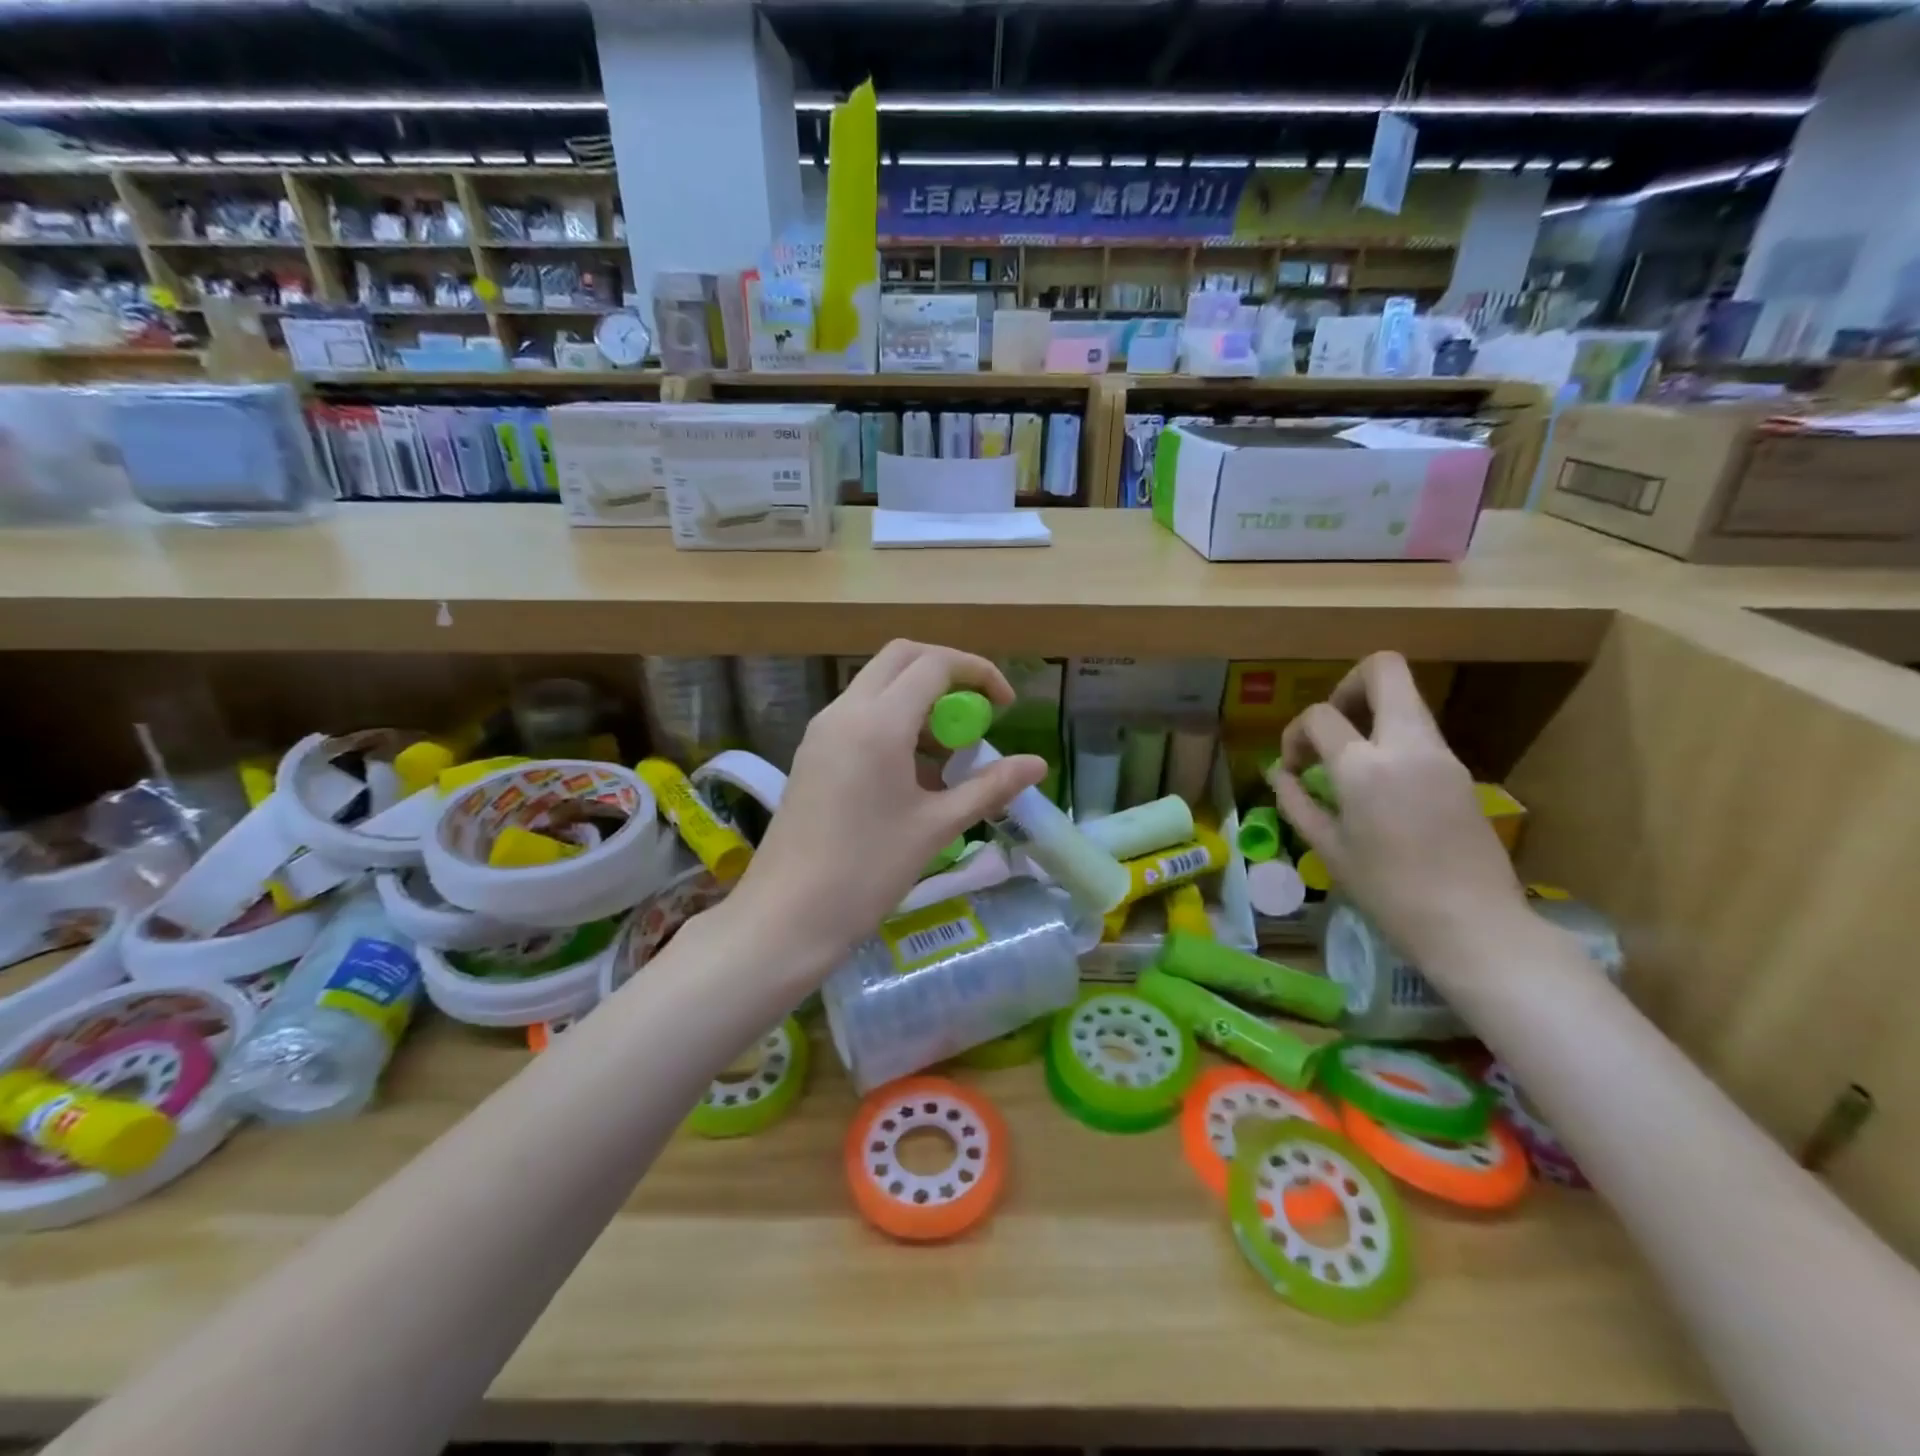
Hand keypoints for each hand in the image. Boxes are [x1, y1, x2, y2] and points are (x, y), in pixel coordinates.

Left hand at [726, 641, 1046, 977]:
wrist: (787, 916)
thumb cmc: (867, 871)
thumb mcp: (936, 827)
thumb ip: (989, 787)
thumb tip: (1037, 765)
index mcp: (878, 722)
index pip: (934, 664)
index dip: (978, 673)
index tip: (1005, 707)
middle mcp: (845, 711)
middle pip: (902, 658)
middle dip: (947, 673)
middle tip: (976, 714)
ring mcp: (822, 731)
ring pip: (878, 684)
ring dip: (918, 699)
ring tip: (948, 754)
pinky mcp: (812, 752)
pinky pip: (859, 714)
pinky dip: (894, 721)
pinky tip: (912, 773)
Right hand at [1268, 652, 1527, 965]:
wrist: (1473, 926)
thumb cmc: (1388, 892)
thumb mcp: (1328, 849)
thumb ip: (1296, 802)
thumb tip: (1280, 774)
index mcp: (1364, 767)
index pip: (1320, 715)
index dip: (1295, 733)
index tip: (1293, 768)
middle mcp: (1407, 745)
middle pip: (1384, 670)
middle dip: (1347, 685)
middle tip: (1331, 726)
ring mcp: (1441, 754)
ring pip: (1406, 699)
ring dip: (1371, 714)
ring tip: (1349, 760)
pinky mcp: (1460, 771)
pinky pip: (1419, 733)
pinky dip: (1391, 740)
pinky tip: (1378, 785)